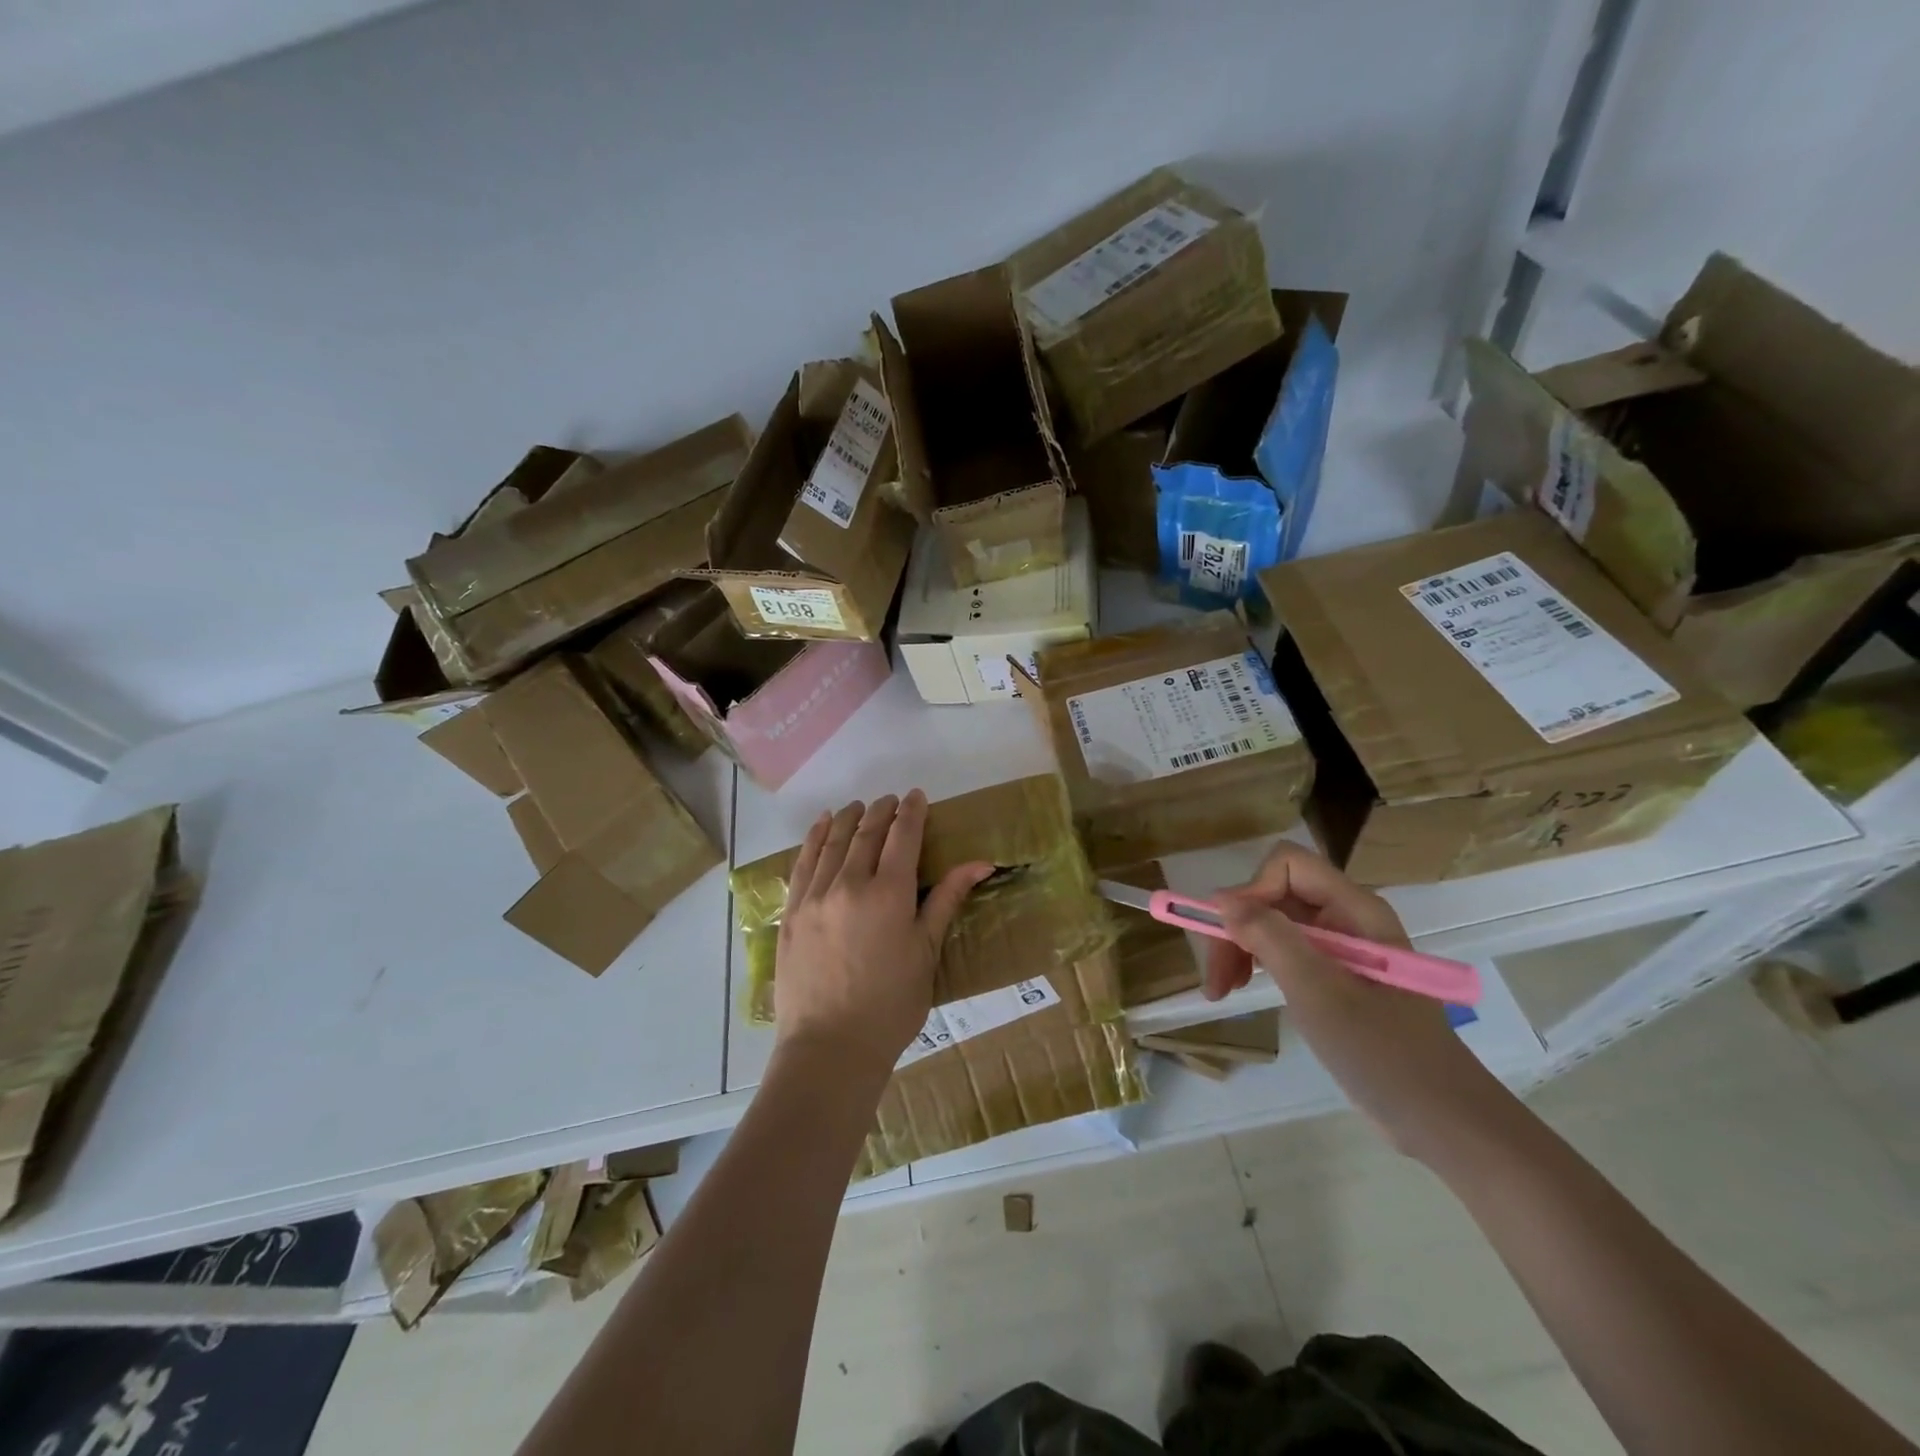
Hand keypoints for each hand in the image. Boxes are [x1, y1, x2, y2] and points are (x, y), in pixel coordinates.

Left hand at [774, 791, 992, 1076]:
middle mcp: (849, 884)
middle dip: (882, 811)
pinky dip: (814, 838)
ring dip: (849, 819)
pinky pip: (802, 863)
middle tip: (892, 800)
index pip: (902, 836)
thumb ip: (946, 900)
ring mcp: (814, 896)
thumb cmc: (891, 1005)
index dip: (912, 812)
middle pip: (867, 834)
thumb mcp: (926, 952)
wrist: (830, 1047)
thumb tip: (980, 863)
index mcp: (889, 894)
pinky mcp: (792, 912)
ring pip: (832, 842)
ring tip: (859, 806)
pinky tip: (822, 826)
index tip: (918, 796)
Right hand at [1205, 842, 1504, 1159]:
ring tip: (1221, 991)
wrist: (1442, 1120)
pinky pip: (1285, 950)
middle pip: (1274, 894)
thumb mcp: (1319, 992)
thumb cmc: (1383, 1053)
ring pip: (1273, 922)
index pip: (1287, 865)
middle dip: (1237, 928)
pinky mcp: (1336, 975)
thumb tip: (1221, 899)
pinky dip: (1257, 965)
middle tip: (1215, 979)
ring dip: (1239, 948)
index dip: (1251, 891)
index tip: (1228, 937)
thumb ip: (1270, 937)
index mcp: (1355, 909)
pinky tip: (1243, 991)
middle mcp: (1347, 917)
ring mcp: (1341, 947)